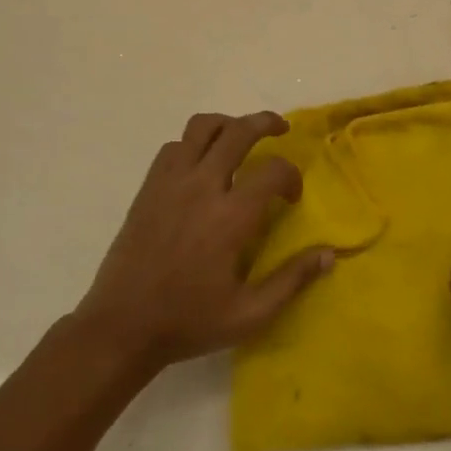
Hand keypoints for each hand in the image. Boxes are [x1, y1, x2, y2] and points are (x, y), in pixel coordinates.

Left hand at [73, 110, 333, 372]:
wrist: (121, 327)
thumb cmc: (189, 322)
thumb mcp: (250, 314)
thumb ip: (292, 280)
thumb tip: (330, 254)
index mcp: (230, 217)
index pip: (273, 170)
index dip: (291, 176)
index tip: (291, 197)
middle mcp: (201, 188)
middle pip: (238, 131)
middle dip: (265, 122)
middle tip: (281, 129)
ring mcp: (170, 184)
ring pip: (201, 127)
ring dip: (227, 125)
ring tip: (240, 138)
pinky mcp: (148, 189)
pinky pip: (173, 147)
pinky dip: (194, 144)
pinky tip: (202, 166)